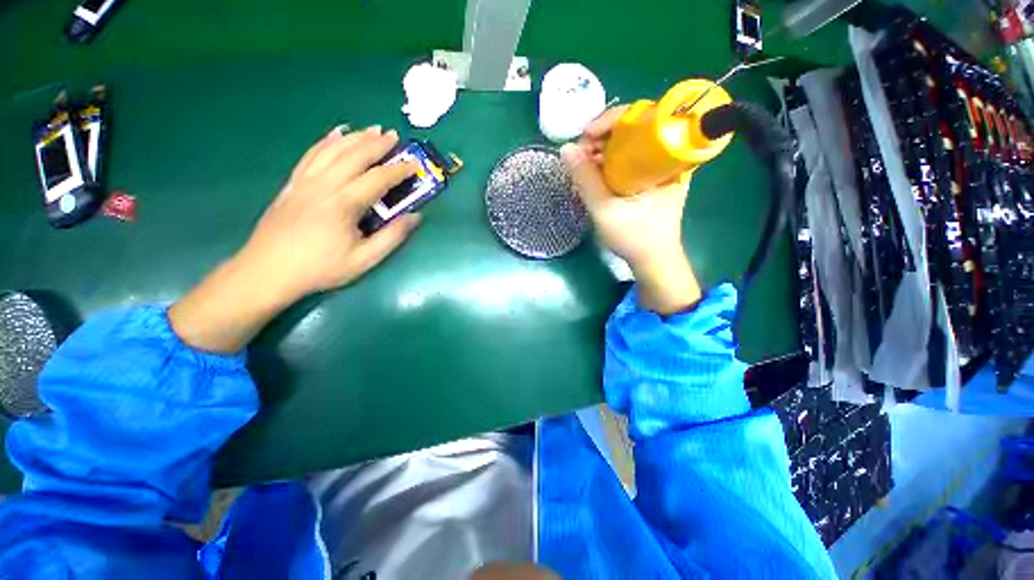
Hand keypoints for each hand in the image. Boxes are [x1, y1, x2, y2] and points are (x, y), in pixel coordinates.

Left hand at [169, 126, 421, 352]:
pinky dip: (326, 141)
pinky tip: (336, 133)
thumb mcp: (364, 260)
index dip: (399, 170)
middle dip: (377, 144)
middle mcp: (324, 185)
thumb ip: (392, 237)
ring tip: (371, 130)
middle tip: (394, 136)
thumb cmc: (320, 268)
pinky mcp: (292, 183)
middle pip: (354, 155)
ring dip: (355, 137)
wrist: (268, 271)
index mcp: (344, 204)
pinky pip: (311, 154)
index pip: (378, 179)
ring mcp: (305, 181)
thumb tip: (415, 217)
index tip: (415, 166)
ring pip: (332, 150)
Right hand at [561, 107, 700, 314]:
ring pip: (629, 145)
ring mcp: (660, 168)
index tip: (586, 134)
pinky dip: (609, 162)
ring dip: (603, 151)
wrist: (653, 260)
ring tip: (583, 165)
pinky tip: (594, 174)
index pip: (645, 118)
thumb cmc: (635, 238)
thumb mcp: (606, 210)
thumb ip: (586, 180)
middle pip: (635, 128)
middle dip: (603, 137)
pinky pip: (629, 159)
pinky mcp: (651, 178)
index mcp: (668, 159)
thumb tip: (566, 149)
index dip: (613, 120)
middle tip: (580, 153)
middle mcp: (668, 158)